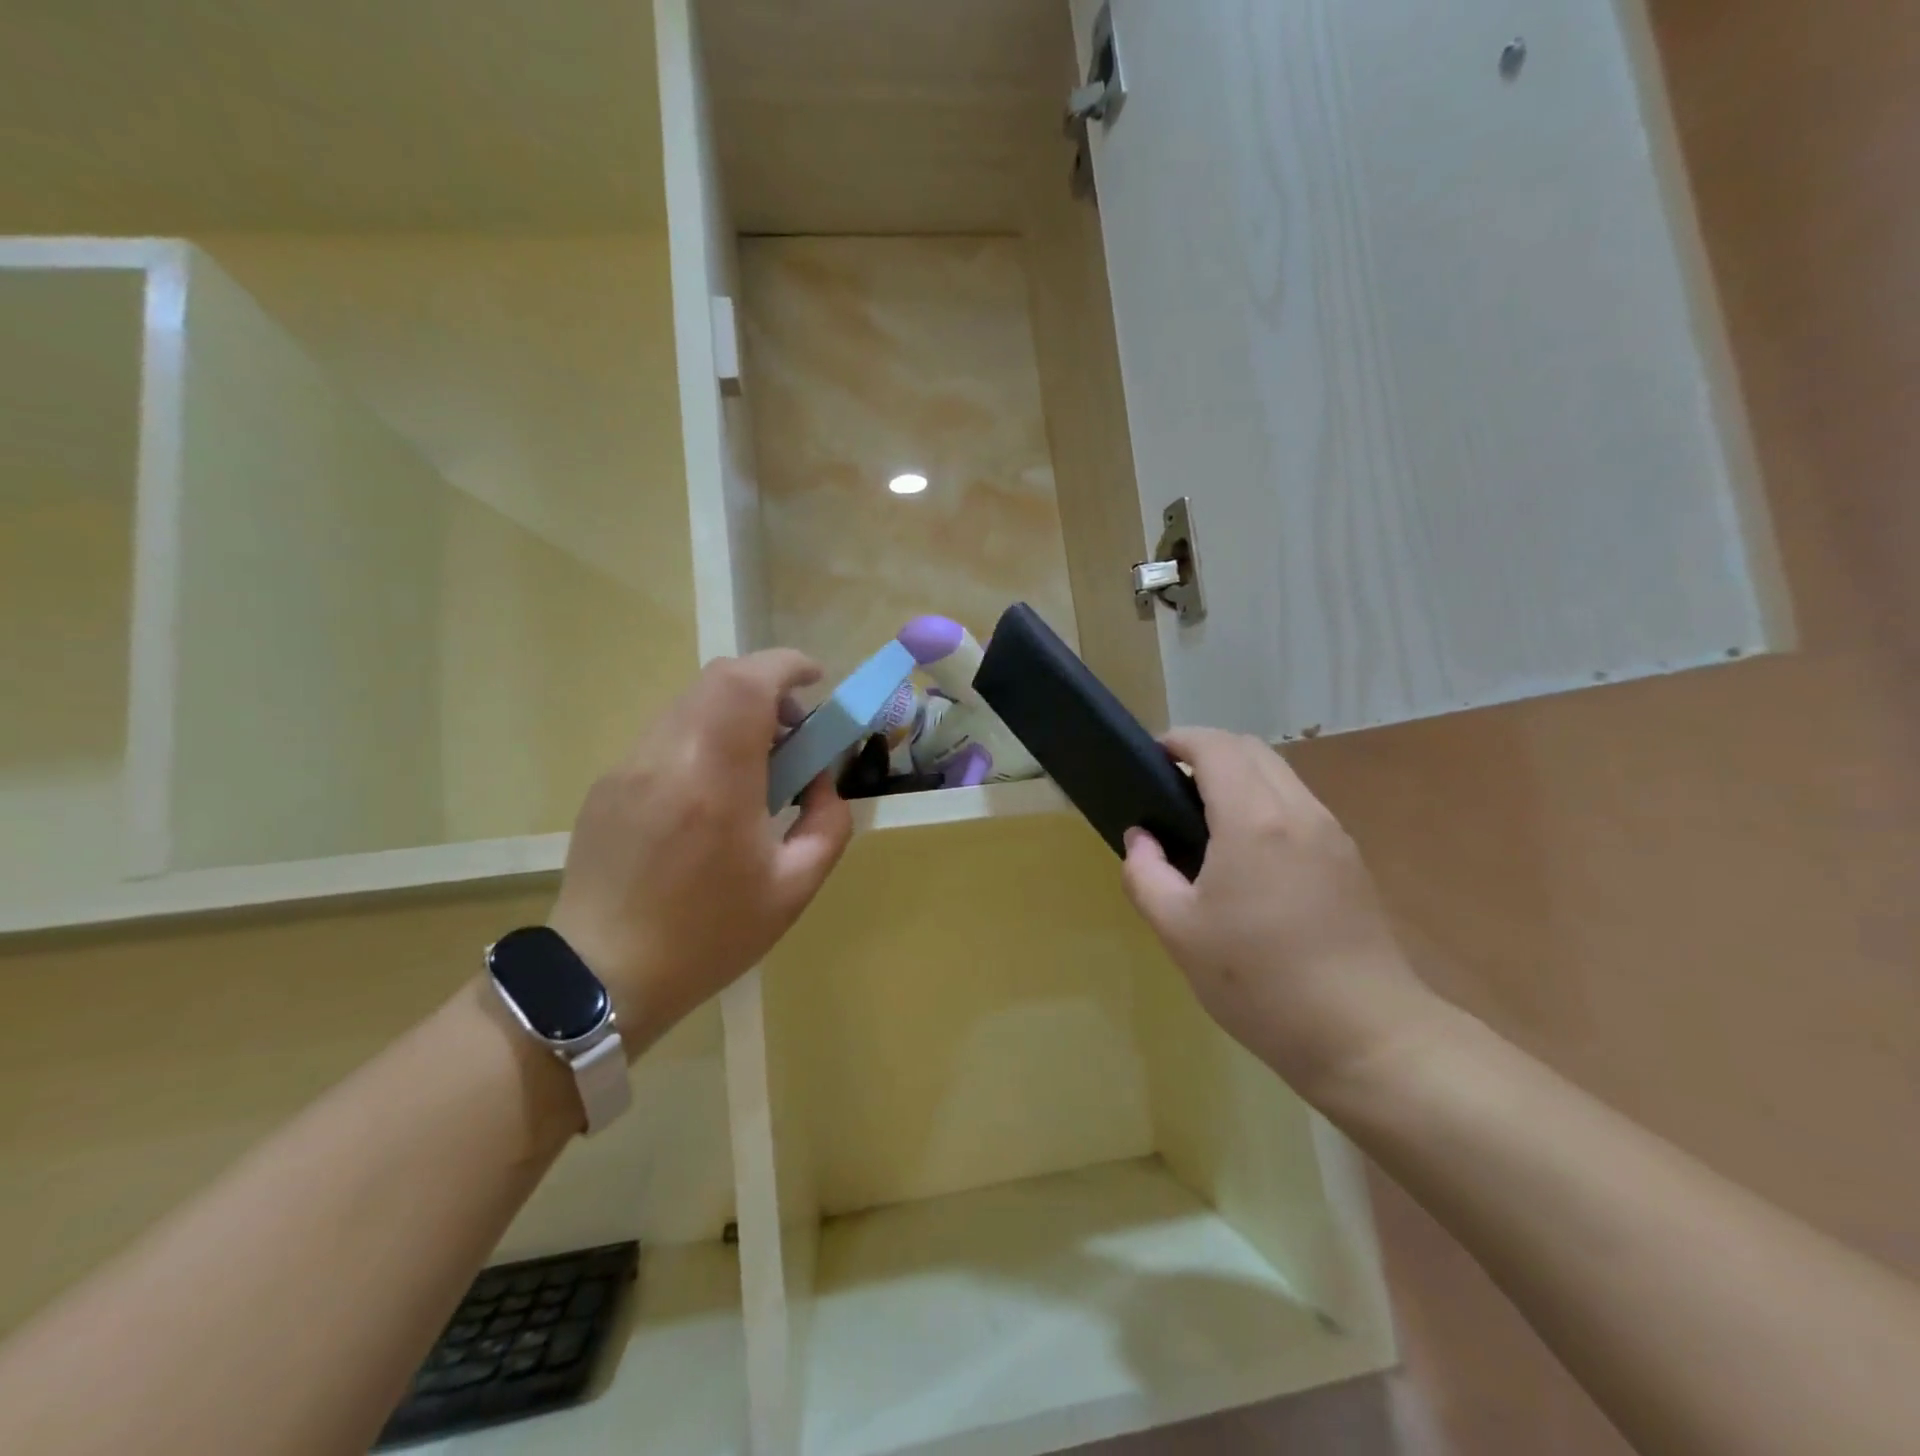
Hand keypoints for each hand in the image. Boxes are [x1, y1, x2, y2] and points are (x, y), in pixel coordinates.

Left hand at [548, 650, 852, 1054]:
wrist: (601, 978)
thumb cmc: (709, 937)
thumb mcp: (793, 889)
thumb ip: (828, 824)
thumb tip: (823, 781)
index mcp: (715, 782)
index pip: (746, 684)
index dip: (786, 666)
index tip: (817, 680)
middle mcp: (665, 757)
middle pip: (718, 679)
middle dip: (767, 687)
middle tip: (793, 732)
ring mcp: (628, 766)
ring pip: (690, 703)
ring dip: (734, 712)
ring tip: (755, 766)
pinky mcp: (608, 783)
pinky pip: (666, 734)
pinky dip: (704, 736)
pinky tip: (711, 793)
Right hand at [1121, 728, 1439, 1097]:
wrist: (1365, 1035)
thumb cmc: (1259, 982)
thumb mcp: (1178, 931)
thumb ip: (1146, 874)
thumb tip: (1141, 838)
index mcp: (1253, 820)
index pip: (1215, 747)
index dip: (1179, 740)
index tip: (1150, 756)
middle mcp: (1298, 811)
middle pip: (1252, 749)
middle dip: (1207, 750)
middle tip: (1170, 784)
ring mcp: (1331, 833)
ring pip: (1280, 774)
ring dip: (1239, 775)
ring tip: (1203, 815)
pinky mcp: (1349, 859)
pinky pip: (1298, 805)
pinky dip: (1264, 800)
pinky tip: (1245, 849)